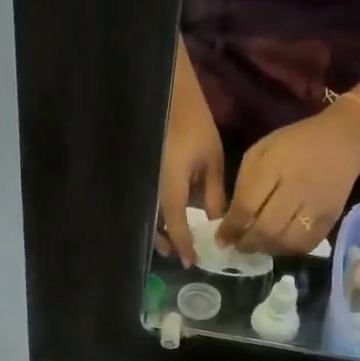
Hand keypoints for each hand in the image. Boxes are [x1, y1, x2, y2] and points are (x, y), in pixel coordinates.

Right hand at [157, 65, 227, 265]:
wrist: (170, 97)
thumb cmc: (195, 125)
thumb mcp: (212, 161)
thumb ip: (214, 195)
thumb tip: (217, 223)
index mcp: (170, 187)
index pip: (176, 226)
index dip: (184, 246)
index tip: (191, 263)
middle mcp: (152, 190)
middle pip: (154, 226)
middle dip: (165, 242)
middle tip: (179, 254)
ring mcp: (144, 183)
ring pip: (148, 216)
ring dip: (158, 230)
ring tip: (171, 241)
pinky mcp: (143, 176)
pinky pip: (147, 202)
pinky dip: (155, 214)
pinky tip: (166, 217)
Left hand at [218, 106, 359, 254]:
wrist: (343, 140)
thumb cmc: (294, 144)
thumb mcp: (261, 152)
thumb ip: (244, 184)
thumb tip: (230, 220)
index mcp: (274, 167)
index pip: (246, 207)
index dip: (230, 228)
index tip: (221, 239)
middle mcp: (296, 189)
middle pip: (266, 230)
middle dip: (247, 243)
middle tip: (238, 245)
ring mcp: (315, 206)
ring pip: (285, 242)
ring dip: (266, 249)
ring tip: (257, 245)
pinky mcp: (330, 219)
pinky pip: (305, 245)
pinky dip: (288, 250)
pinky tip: (279, 243)